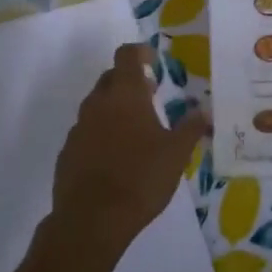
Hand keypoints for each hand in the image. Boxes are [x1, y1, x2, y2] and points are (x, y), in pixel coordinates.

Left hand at [51, 44, 209, 260]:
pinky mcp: (68, 151)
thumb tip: (203, 110)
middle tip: (150, 95)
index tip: (154, 60)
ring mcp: (78, 127)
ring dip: (115, 108)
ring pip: (97, 105)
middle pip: (111, 77)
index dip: (140, 51)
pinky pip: (86, 131)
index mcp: (125, 94)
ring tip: (135, 129)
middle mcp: (98, 103)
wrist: (92, 219)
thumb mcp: (176, 154)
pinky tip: (114, 156)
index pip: (127, 55)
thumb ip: (190, 127)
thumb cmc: (141, 178)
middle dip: (129, 80)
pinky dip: (101, 133)